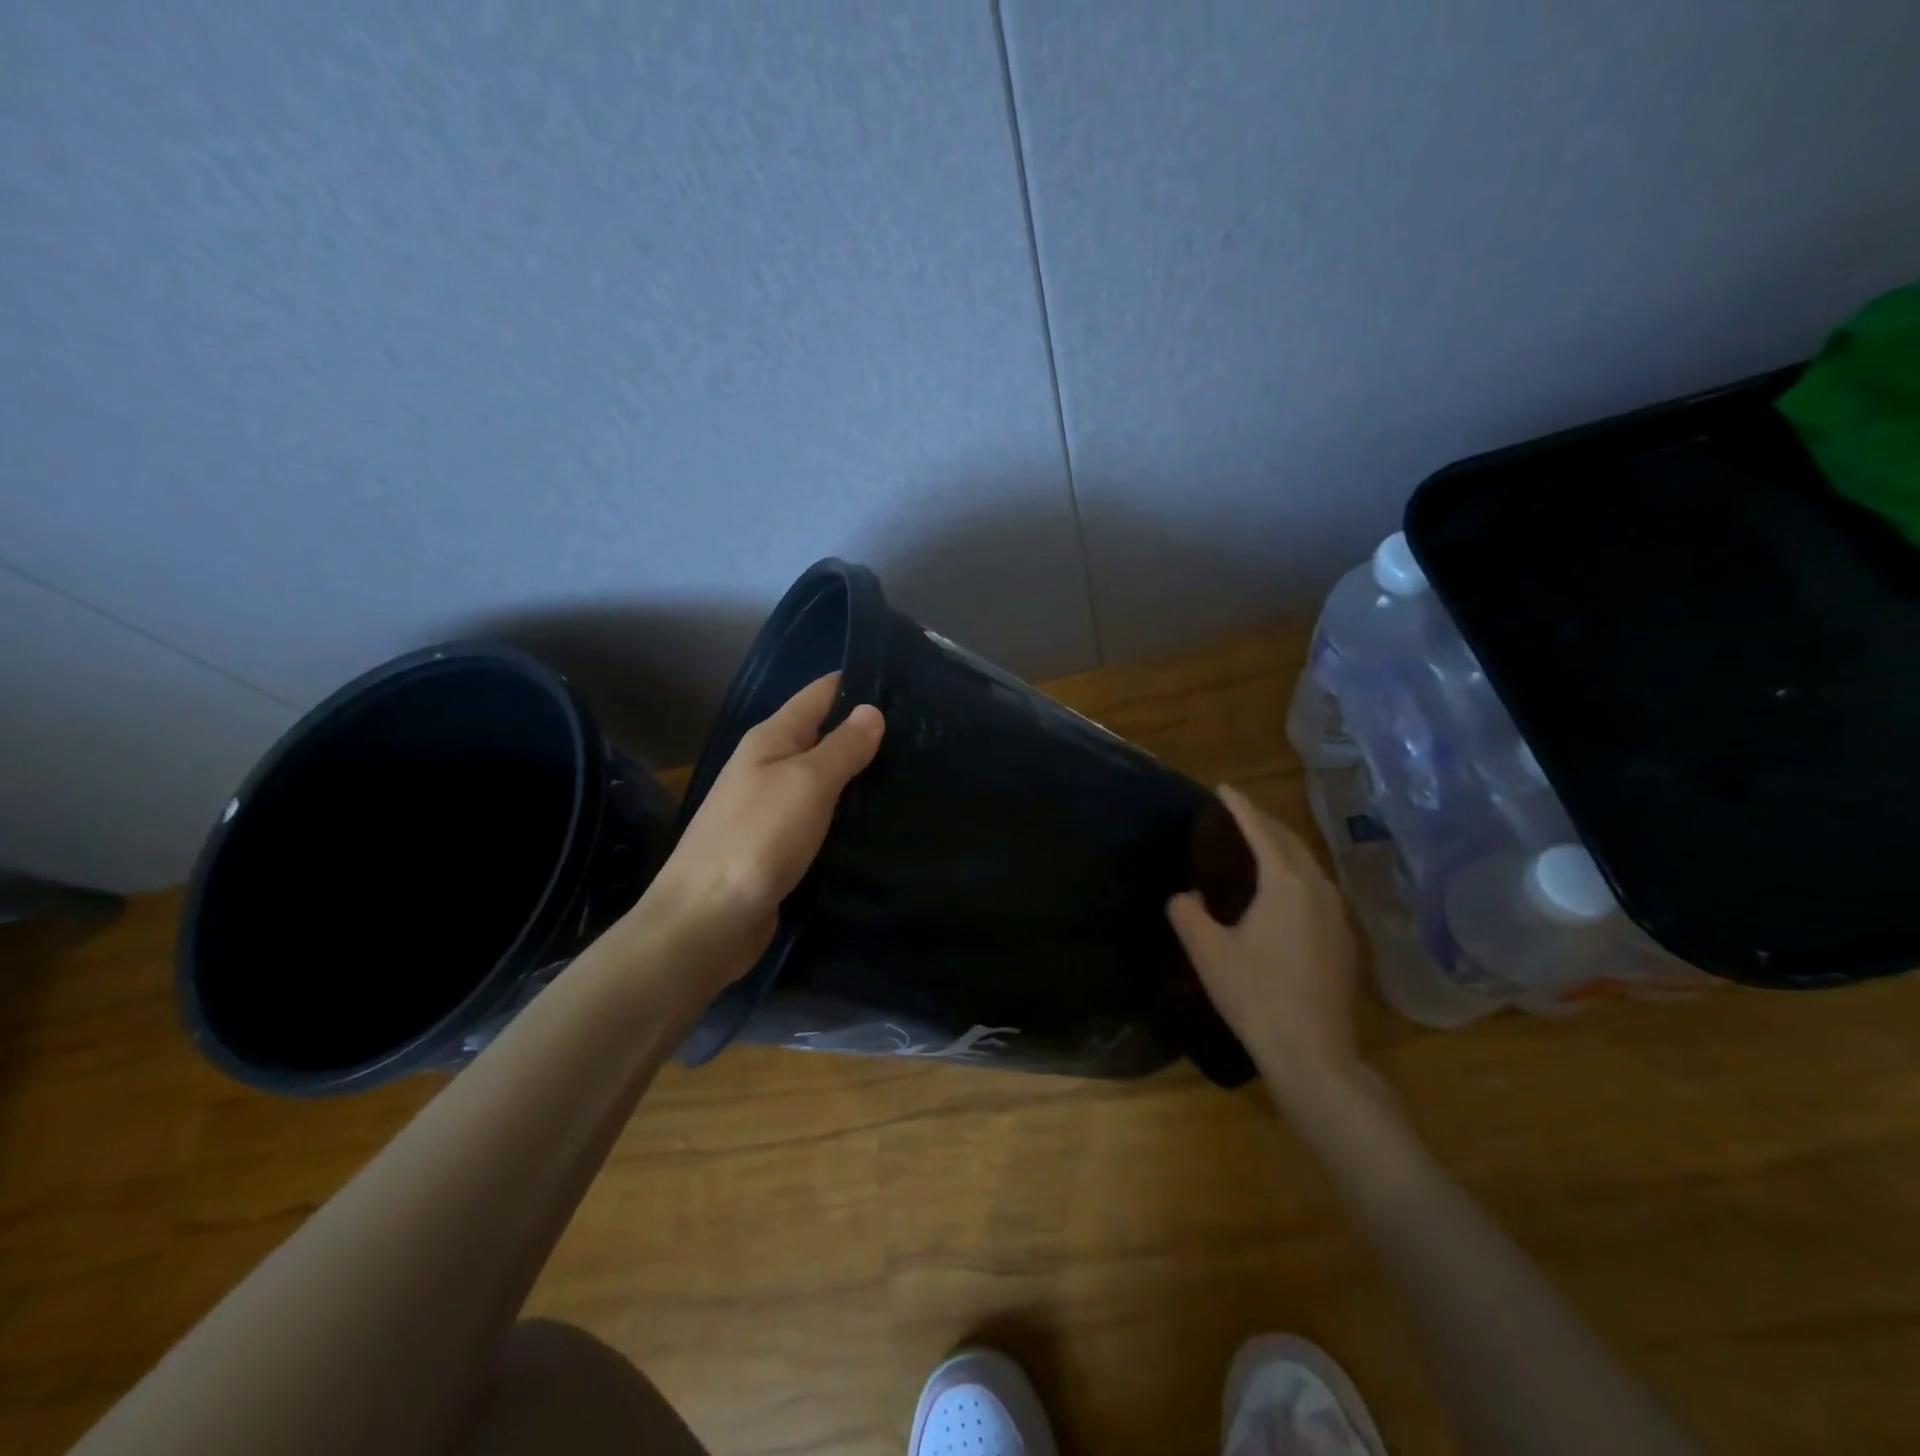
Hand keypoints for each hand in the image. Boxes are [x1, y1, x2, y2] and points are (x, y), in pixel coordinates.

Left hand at [630, 673, 883, 996]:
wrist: (707, 921)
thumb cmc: (757, 839)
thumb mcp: (806, 783)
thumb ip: (842, 747)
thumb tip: (872, 710)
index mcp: (770, 741)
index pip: (818, 696)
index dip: (856, 684)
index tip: (905, 682)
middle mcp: (767, 768)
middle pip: (821, 737)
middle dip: (864, 732)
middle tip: (923, 733)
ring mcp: (770, 810)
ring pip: (822, 780)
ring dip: (858, 776)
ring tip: (912, 771)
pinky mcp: (778, 848)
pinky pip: (819, 818)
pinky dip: (845, 814)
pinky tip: (878, 819)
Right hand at [1167, 785, 1367, 1104]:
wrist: (1314, 1053)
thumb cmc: (1257, 996)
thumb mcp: (1208, 953)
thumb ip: (1188, 914)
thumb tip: (1185, 896)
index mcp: (1285, 884)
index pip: (1261, 832)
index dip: (1240, 808)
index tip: (1223, 788)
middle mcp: (1318, 890)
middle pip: (1291, 842)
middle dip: (1264, 822)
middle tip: (1237, 814)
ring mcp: (1337, 916)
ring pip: (1309, 865)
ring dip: (1283, 847)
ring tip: (1258, 845)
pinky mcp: (1344, 940)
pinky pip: (1317, 888)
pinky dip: (1295, 874)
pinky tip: (1282, 892)